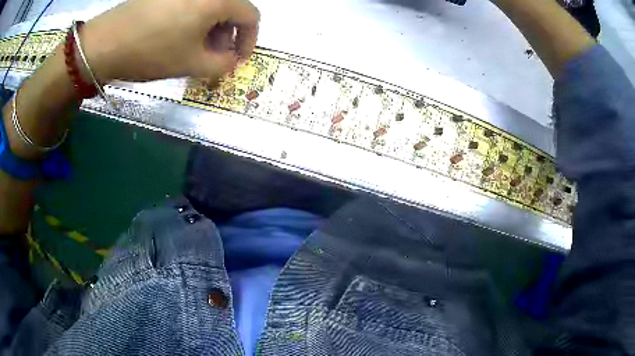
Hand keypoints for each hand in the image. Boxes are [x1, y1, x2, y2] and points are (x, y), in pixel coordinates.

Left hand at [81, 0, 259, 82]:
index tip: (238, 58)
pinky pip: (191, 4)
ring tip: (194, 49)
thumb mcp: (191, 63)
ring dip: (210, 28)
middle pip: (231, 9)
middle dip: (228, 35)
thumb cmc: (151, 51)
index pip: (251, 16)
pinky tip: (179, 36)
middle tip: (214, 56)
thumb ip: (222, 64)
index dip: (250, 40)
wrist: (105, 42)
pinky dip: (193, 20)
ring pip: (210, 6)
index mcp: (218, 0)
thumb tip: (232, 61)